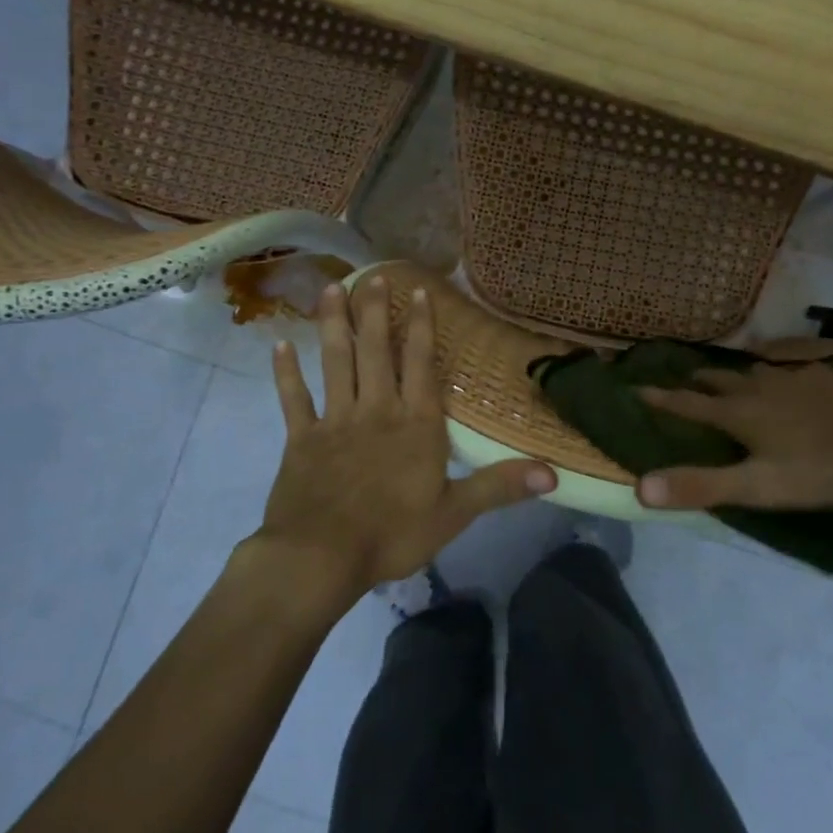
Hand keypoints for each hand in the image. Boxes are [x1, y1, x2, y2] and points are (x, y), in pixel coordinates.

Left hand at [255, 275, 556, 595]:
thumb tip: (553, 473)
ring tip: (331, 289)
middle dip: (375, 311)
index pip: (421, 364)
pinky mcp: (301, 439)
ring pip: (335, 362)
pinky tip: (278, 346)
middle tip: (373, 275)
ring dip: (333, 325)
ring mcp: (335, 421)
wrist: (321, 557)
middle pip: (376, 351)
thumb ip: (500, 486)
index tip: (417, 291)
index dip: (421, 326)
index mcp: (415, 424)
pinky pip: (293, 399)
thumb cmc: (393, 534)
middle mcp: (376, 410)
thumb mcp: (455, 513)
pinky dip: (286, 373)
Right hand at [636, 362, 832, 511]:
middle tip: (684, 382)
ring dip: (733, 375)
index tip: (635, 388)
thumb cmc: (821, 468)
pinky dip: (774, 376)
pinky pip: (788, 371)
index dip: (660, 399)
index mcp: (738, 413)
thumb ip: (701, 486)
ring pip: (752, 371)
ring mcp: (794, 380)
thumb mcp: (758, 487)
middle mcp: (759, 388)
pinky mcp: (824, 380)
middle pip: (718, 380)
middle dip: (696, 381)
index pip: (687, 404)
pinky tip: (788, 382)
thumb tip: (640, 487)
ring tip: (729, 380)